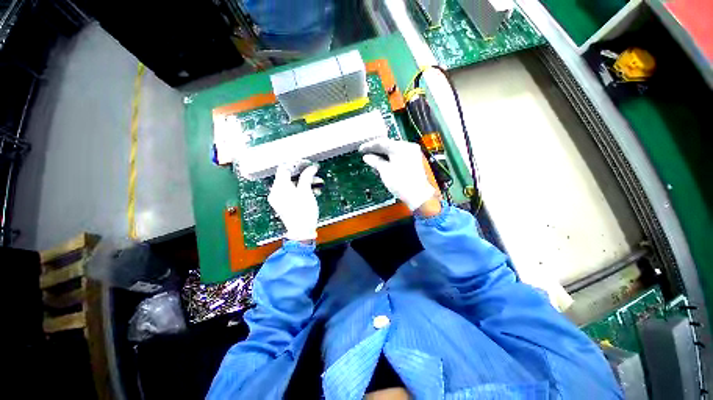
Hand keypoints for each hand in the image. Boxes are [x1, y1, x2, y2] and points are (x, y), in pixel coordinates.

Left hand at [268, 160, 319, 240]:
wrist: (301, 231)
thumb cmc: (303, 211)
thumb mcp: (306, 191)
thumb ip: (307, 176)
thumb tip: (312, 167)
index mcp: (279, 187)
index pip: (284, 168)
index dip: (296, 164)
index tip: (308, 164)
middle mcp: (276, 191)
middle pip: (289, 176)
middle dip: (304, 174)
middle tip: (315, 173)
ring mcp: (279, 198)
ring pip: (292, 184)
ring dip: (305, 182)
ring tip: (318, 184)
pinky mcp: (283, 203)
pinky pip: (292, 191)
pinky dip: (301, 189)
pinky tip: (313, 191)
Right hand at [360, 139, 436, 211]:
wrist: (417, 195)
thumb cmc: (401, 183)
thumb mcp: (385, 171)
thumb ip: (375, 161)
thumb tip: (367, 157)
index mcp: (401, 147)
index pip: (382, 142)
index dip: (370, 145)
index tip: (361, 149)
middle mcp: (408, 147)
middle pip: (389, 145)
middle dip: (376, 150)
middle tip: (366, 153)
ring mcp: (412, 153)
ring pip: (394, 150)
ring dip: (383, 154)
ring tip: (372, 159)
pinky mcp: (413, 160)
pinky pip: (399, 155)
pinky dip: (390, 158)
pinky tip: (383, 162)